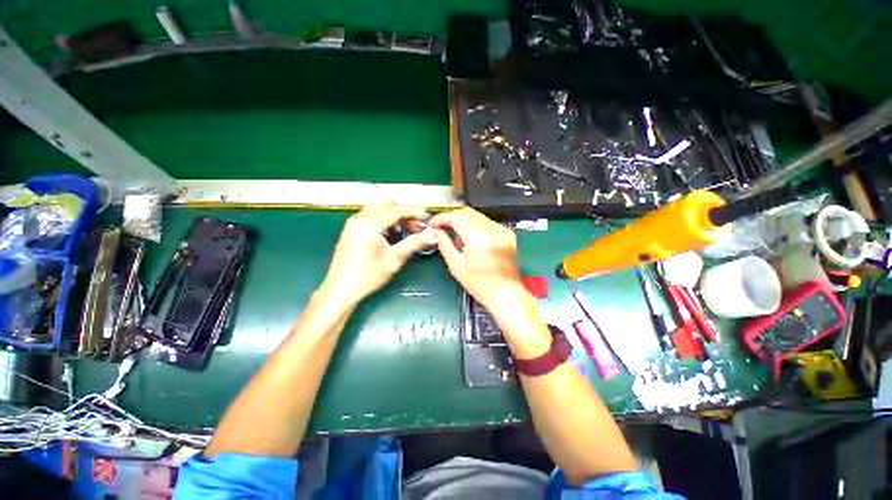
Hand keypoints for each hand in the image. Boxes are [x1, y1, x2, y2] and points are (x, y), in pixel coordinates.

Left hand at [320, 203, 432, 304]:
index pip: (396, 210)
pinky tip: (391, 232)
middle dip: (404, 213)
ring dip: (394, 215)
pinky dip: (384, 219)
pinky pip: (371, 216)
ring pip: (378, 209)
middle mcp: (359, 219)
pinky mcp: (351, 229)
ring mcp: (353, 223)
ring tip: (406, 228)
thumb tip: (429, 236)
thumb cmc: (366, 277)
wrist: (341, 290)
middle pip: (387, 206)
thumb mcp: (393, 260)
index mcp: (369, 225)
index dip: (413, 212)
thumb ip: (413, 244)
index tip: (426, 217)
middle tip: (417, 225)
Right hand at [428, 208, 526, 313]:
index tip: (431, 223)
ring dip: (462, 221)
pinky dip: (474, 226)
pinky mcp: (507, 234)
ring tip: (454, 235)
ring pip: (477, 216)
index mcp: (479, 235)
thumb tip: (436, 231)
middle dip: (451, 217)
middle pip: (467, 212)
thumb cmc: (479, 284)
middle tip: (440, 226)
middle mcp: (493, 228)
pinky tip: (469, 239)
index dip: (441, 218)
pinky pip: (486, 223)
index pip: (456, 216)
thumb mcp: (456, 265)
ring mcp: (502, 229)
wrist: (506, 294)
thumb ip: (444, 244)